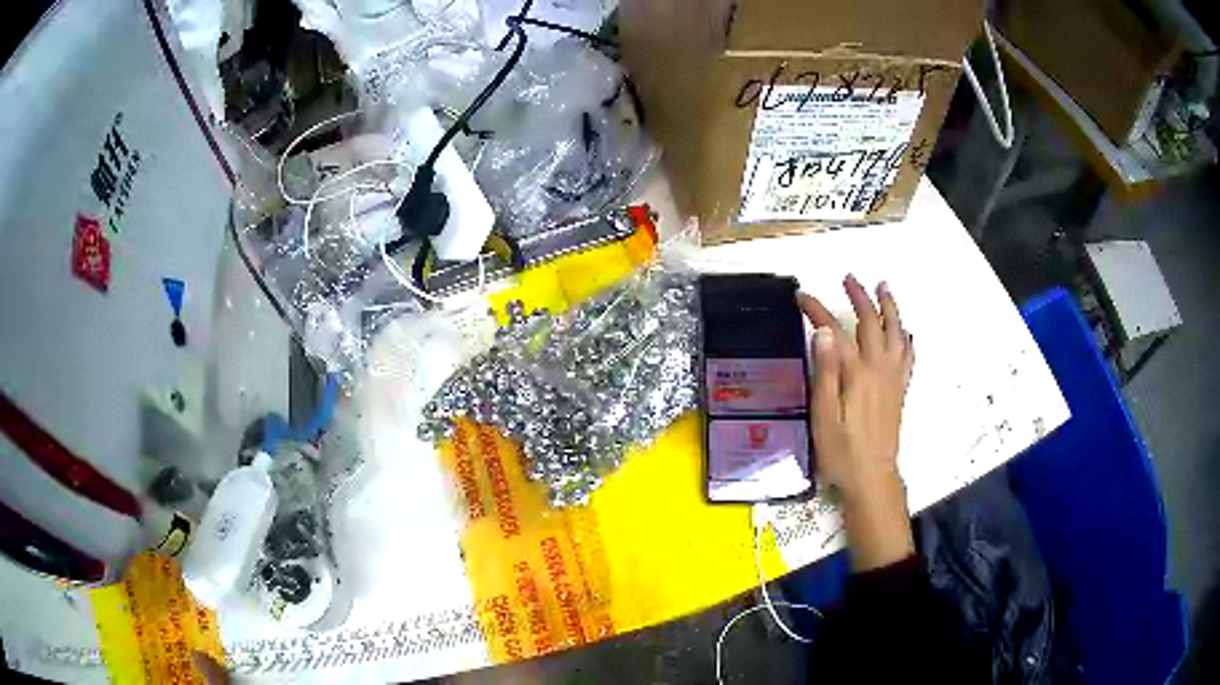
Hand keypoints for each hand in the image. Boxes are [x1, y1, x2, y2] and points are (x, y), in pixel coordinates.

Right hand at [798, 275, 914, 569]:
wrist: (872, 478)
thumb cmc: (841, 451)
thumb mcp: (824, 415)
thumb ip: (826, 372)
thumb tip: (825, 331)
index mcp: (857, 373)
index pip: (835, 331)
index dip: (818, 311)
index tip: (801, 297)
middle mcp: (879, 368)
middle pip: (872, 323)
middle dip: (860, 297)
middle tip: (848, 279)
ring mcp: (893, 378)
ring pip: (896, 333)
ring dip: (890, 308)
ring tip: (883, 288)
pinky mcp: (899, 390)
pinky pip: (908, 355)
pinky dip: (906, 338)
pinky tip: (904, 332)